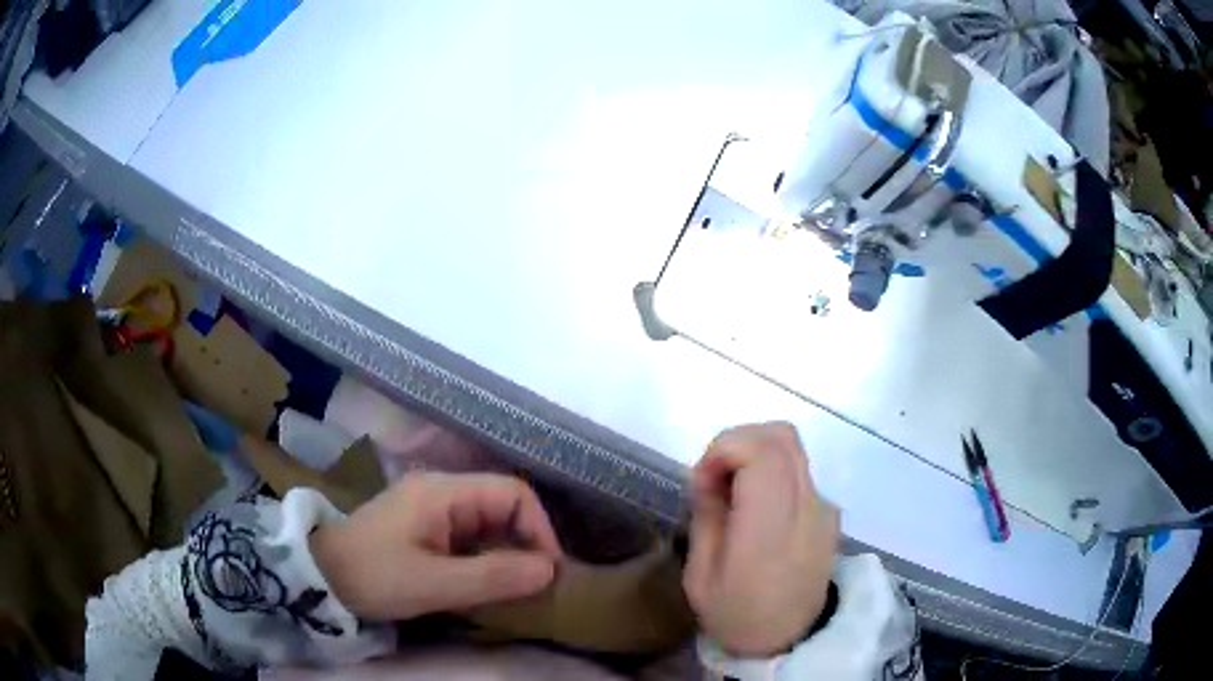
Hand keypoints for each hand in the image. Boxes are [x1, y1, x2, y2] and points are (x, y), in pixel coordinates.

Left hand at [310, 472, 562, 620]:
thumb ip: (493, 576)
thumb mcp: (434, 584)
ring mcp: (432, 508)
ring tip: (515, 589)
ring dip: (507, 554)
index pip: (513, 493)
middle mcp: (442, 490)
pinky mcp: (425, 527)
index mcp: (443, 492)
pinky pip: (470, 537)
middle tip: (535, 585)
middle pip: (503, 506)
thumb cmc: (375, 577)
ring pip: (489, 524)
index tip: (547, 571)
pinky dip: (486, 559)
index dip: (540, 528)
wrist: (321, 578)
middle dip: (526, 544)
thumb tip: (549, 570)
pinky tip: (486, 584)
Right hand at [684, 423, 840, 656]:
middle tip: (715, 481)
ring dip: (756, 455)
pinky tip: (758, 510)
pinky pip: (800, 472)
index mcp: (770, 529)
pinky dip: (773, 472)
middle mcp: (806, 508)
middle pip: (781, 437)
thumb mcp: (701, 576)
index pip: (761, 452)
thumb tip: (709, 475)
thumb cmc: (737, 615)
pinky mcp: (830, 513)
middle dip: (738, 443)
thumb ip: (707, 517)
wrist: (791, 640)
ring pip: (793, 448)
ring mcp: (824, 508)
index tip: (702, 481)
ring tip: (734, 495)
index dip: (725, 448)